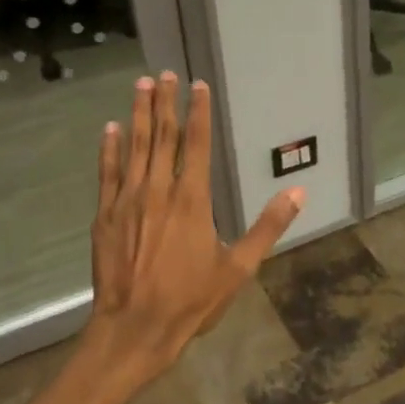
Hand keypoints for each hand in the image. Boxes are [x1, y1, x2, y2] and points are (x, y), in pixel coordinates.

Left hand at [80, 72, 303, 393]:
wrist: (134, 329)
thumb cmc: (191, 300)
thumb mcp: (240, 267)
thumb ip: (268, 226)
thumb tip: (298, 193)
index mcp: (193, 199)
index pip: (196, 143)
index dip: (198, 112)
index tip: (198, 86)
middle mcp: (158, 190)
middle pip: (162, 136)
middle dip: (165, 102)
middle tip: (165, 73)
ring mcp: (128, 201)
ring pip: (134, 147)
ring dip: (138, 114)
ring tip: (141, 85)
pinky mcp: (106, 216)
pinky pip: (108, 173)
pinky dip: (110, 149)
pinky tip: (111, 128)